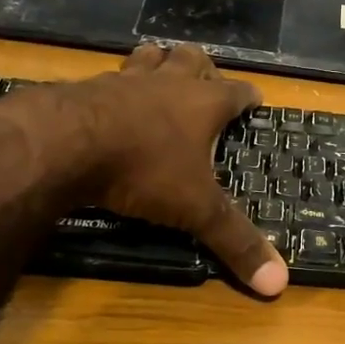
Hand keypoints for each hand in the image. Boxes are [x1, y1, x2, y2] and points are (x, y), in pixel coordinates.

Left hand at [0, 43, 286, 296]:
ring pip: (148, 58)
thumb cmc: (143, 170)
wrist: (64, 144)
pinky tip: (109, 100)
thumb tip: (280, 284)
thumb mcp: (195, 210)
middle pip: (191, 59)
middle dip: (202, 67)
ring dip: (158, 64)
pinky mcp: (86, 88)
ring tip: (160, 75)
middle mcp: (167, 84)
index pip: (236, 92)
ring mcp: (124, 81)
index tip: (255, 99)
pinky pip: (108, 77)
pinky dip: (116, 86)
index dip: (248, 96)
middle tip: (206, 82)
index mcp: (203, 104)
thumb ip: (235, 242)